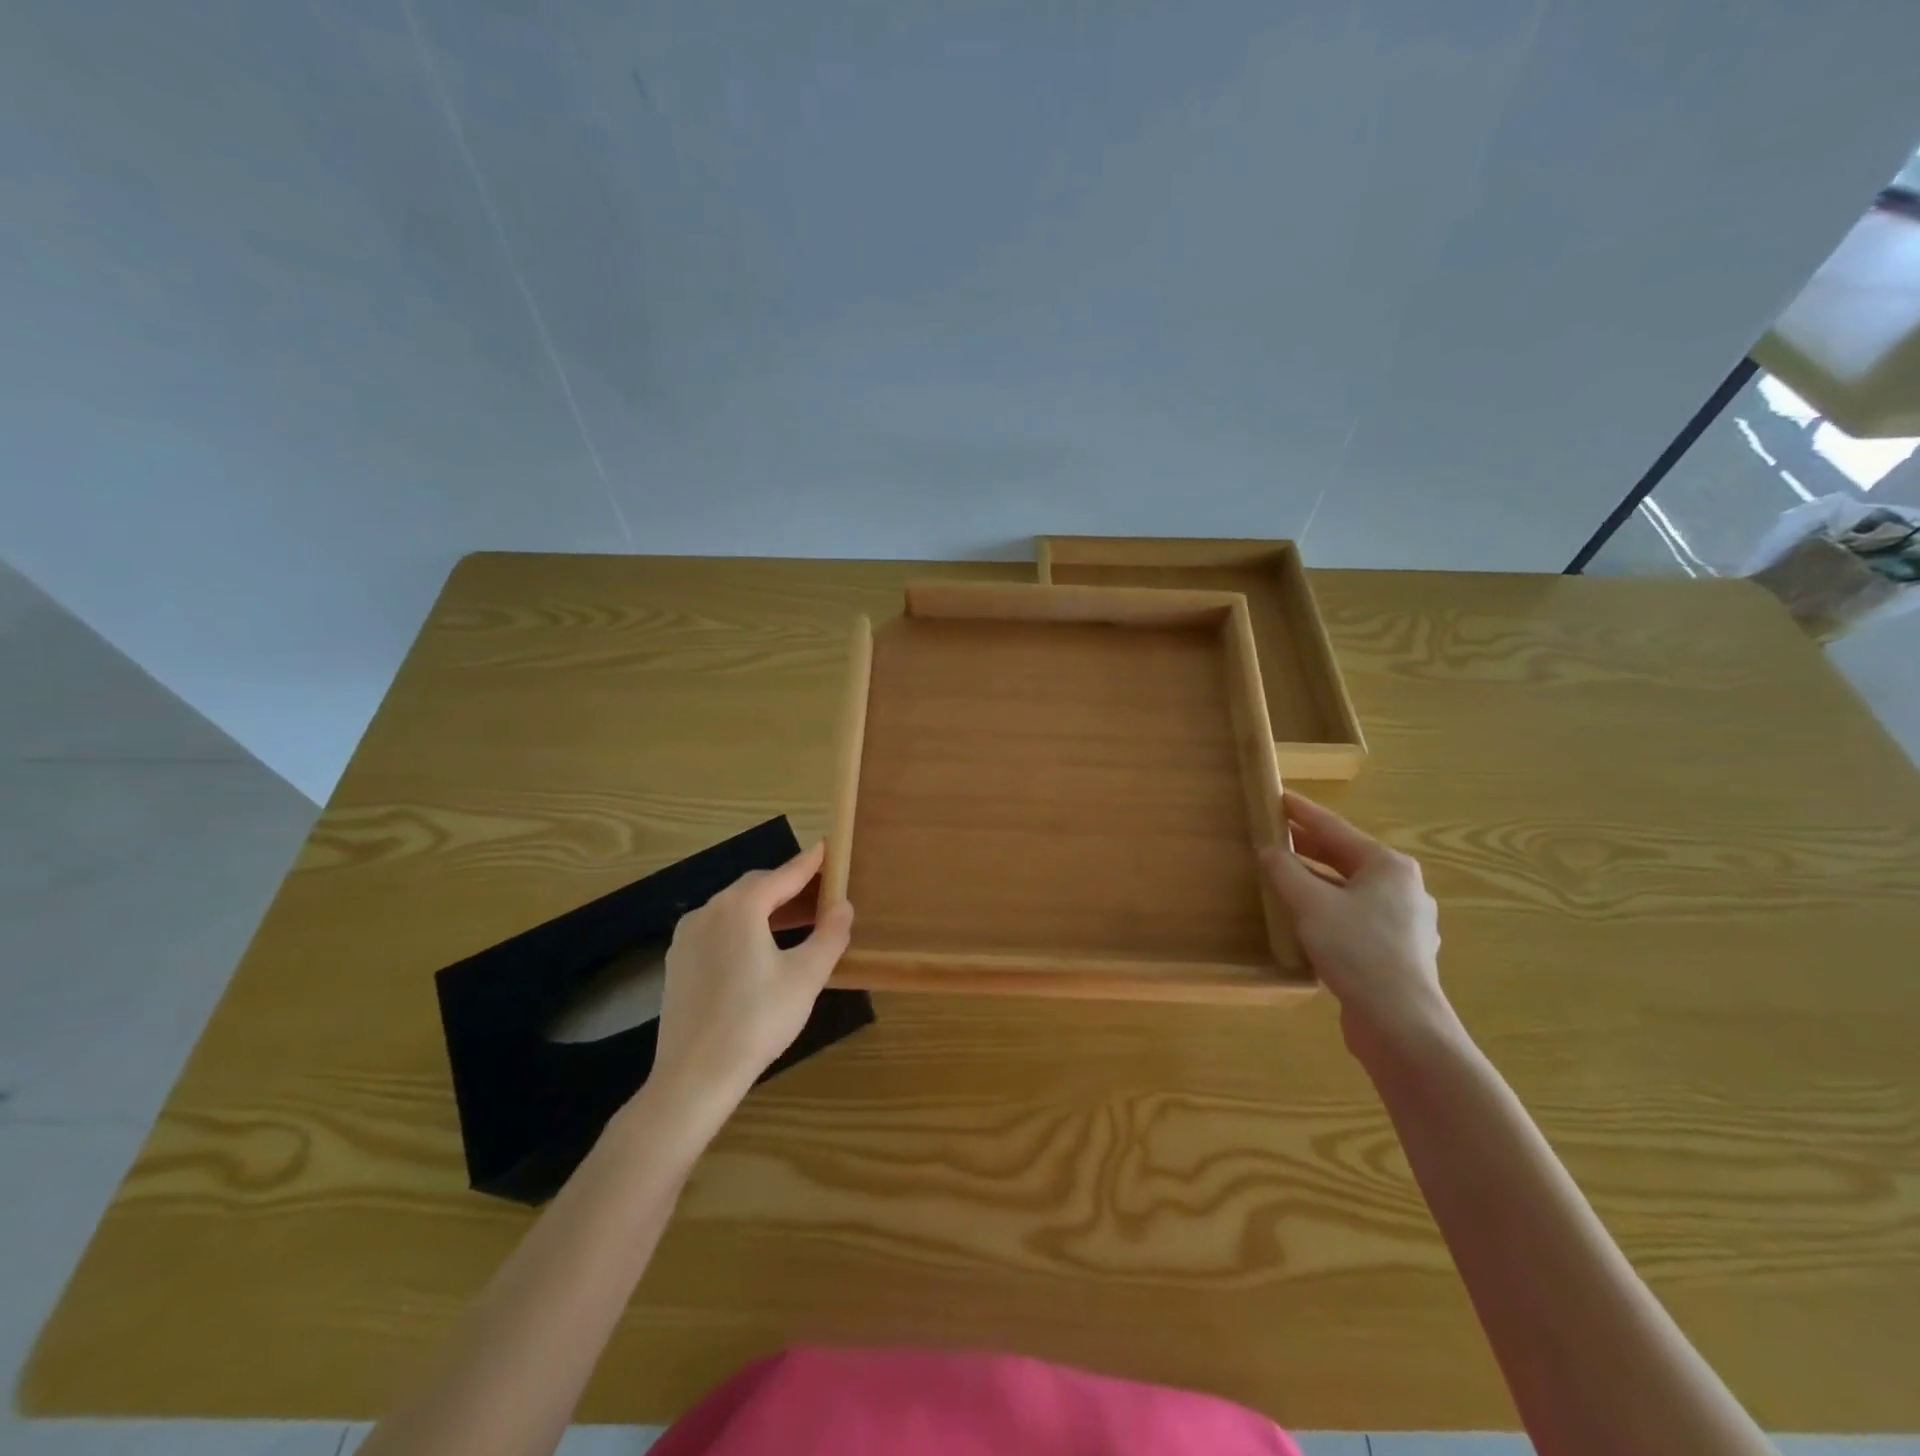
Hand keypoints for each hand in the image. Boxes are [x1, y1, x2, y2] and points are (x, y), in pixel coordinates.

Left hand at [648, 842, 854, 1127]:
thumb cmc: (757, 1021)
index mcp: (740, 907)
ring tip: (799, 921)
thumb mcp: (806, 977)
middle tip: (820, 892)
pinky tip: (761, 949)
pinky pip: (718, 930)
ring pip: (734, 909)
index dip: (809, 863)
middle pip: (756, 888)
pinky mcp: (679, 962)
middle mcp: (708, 911)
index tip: (827, 848)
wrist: (694, 1076)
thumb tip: (843, 906)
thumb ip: (830, 935)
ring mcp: (687, 937)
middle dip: (789, 886)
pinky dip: (745, 927)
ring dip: (768, 909)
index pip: (783, 875)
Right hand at [1259, 792, 1450, 1056]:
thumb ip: (1285, 872)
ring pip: (1350, 890)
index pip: (1336, 828)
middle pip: (1346, 858)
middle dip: (1309, 846)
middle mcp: (1402, 888)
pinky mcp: (1396, 953)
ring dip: (1317, 881)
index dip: (1303, 812)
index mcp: (1388, 866)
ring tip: (1284, 876)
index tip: (1278, 797)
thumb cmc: (1357, 949)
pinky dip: (1328, 910)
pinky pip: (1355, 918)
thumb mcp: (1310, 903)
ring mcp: (1404, 923)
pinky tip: (1306, 920)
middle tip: (1274, 834)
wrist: (1400, 1023)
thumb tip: (1269, 851)